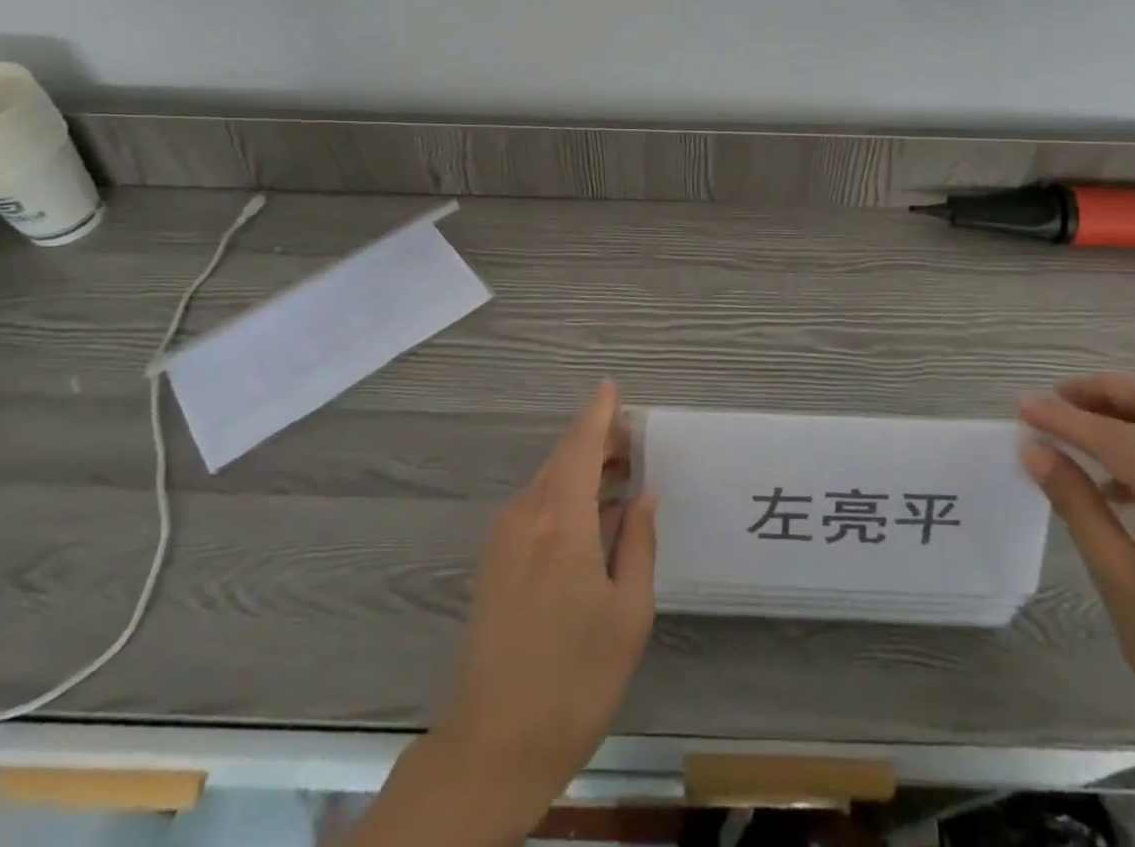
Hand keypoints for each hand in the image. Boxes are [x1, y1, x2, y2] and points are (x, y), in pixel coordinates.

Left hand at [430, 381, 657, 836]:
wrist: (492, 747)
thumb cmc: (575, 681)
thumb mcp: (628, 614)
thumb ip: (638, 544)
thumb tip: (642, 495)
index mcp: (561, 523)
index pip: (581, 447)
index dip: (598, 414)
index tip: (612, 387)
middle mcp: (526, 518)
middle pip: (562, 460)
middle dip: (596, 442)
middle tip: (633, 442)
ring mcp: (502, 540)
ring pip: (546, 483)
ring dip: (580, 471)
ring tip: (618, 477)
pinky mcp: (492, 563)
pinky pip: (533, 509)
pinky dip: (563, 497)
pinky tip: (589, 520)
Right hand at [1017, 374, 1134, 767]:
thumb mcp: (1119, 578)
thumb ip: (1076, 503)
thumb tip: (1035, 449)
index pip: (1118, 436)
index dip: (1065, 417)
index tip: (1023, 408)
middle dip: (1107, 392)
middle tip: (1060, 400)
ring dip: (1132, 413)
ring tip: (1085, 434)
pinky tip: (1125, 483)